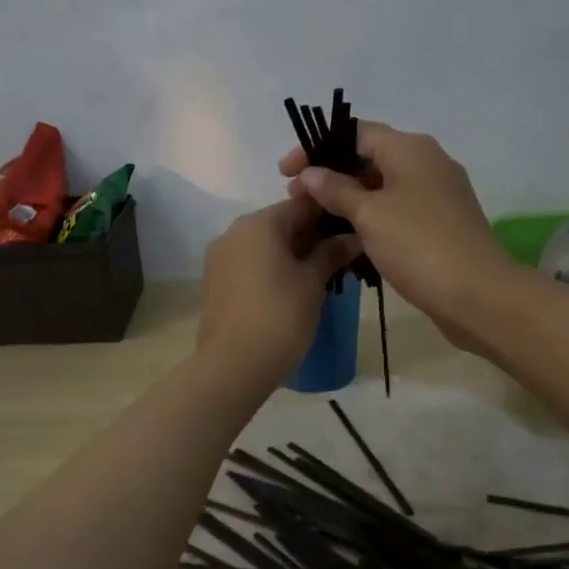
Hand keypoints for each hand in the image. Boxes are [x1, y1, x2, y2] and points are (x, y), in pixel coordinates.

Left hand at [197, 198, 361, 383]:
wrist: (234, 364)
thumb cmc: (281, 315)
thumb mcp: (313, 282)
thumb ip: (332, 253)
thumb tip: (353, 237)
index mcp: (259, 223)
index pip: (301, 204)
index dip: (329, 214)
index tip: (352, 229)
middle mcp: (234, 231)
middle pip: (280, 223)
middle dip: (310, 236)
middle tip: (339, 257)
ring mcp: (220, 257)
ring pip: (263, 245)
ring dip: (290, 254)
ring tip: (318, 276)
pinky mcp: (214, 282)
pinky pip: (249, 264)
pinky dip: (270, 268)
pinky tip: (290, 289)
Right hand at [280, 122, 519, 346]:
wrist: (478, 295)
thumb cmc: (418, 245)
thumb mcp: (370, 214)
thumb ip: (336, 189)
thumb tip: (311, 172)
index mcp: (411, 149)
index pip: (355, 133)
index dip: (317, 148)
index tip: (286, 173)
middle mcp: (427, 163)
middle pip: (369, 157)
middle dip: (330, 175)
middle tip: (297, 199)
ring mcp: (436, 195)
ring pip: (382, 187)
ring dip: (348, 199)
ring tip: (316, 219)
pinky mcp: (439, 224)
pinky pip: (396, 210)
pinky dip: (370, 217)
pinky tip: (347, 237)